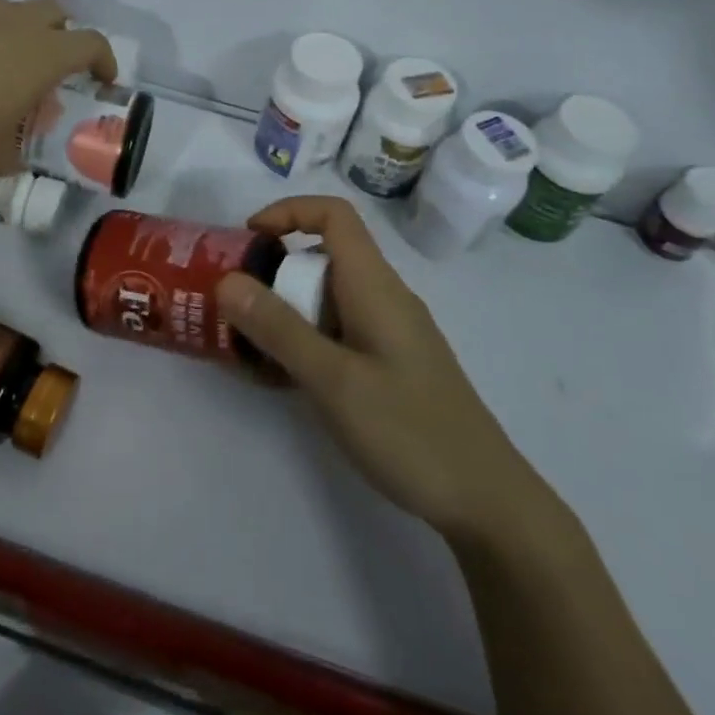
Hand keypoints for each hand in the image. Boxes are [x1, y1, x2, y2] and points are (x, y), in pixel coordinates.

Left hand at [0, 0, 114, 175]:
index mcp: (44, 53)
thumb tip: (13, 157)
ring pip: (12, 10)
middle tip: (53, 66)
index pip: (92, 43)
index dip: (104, 60)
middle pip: (56, 11)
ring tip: (5, 66)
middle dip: (62, 34)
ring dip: (19, 31)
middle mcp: (16, 23)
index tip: (103, 79)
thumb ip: (13, 154)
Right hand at [217, 197, 555, 544]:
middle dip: (275, 271)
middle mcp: (384, 297)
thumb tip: (228, 280)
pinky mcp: (390, 363)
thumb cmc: (409, 432)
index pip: (333, 215)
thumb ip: (279, 328)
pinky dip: (305, 339)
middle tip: (236, 307)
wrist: (486, 501)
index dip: (288, 212)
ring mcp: (389, 332)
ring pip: (328, 297)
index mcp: (375, 286)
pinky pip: (338, 331)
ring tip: (250, 347)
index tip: (249, 241)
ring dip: (286, 310)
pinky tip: (284, 379)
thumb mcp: (334, 380)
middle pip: (324, 257)